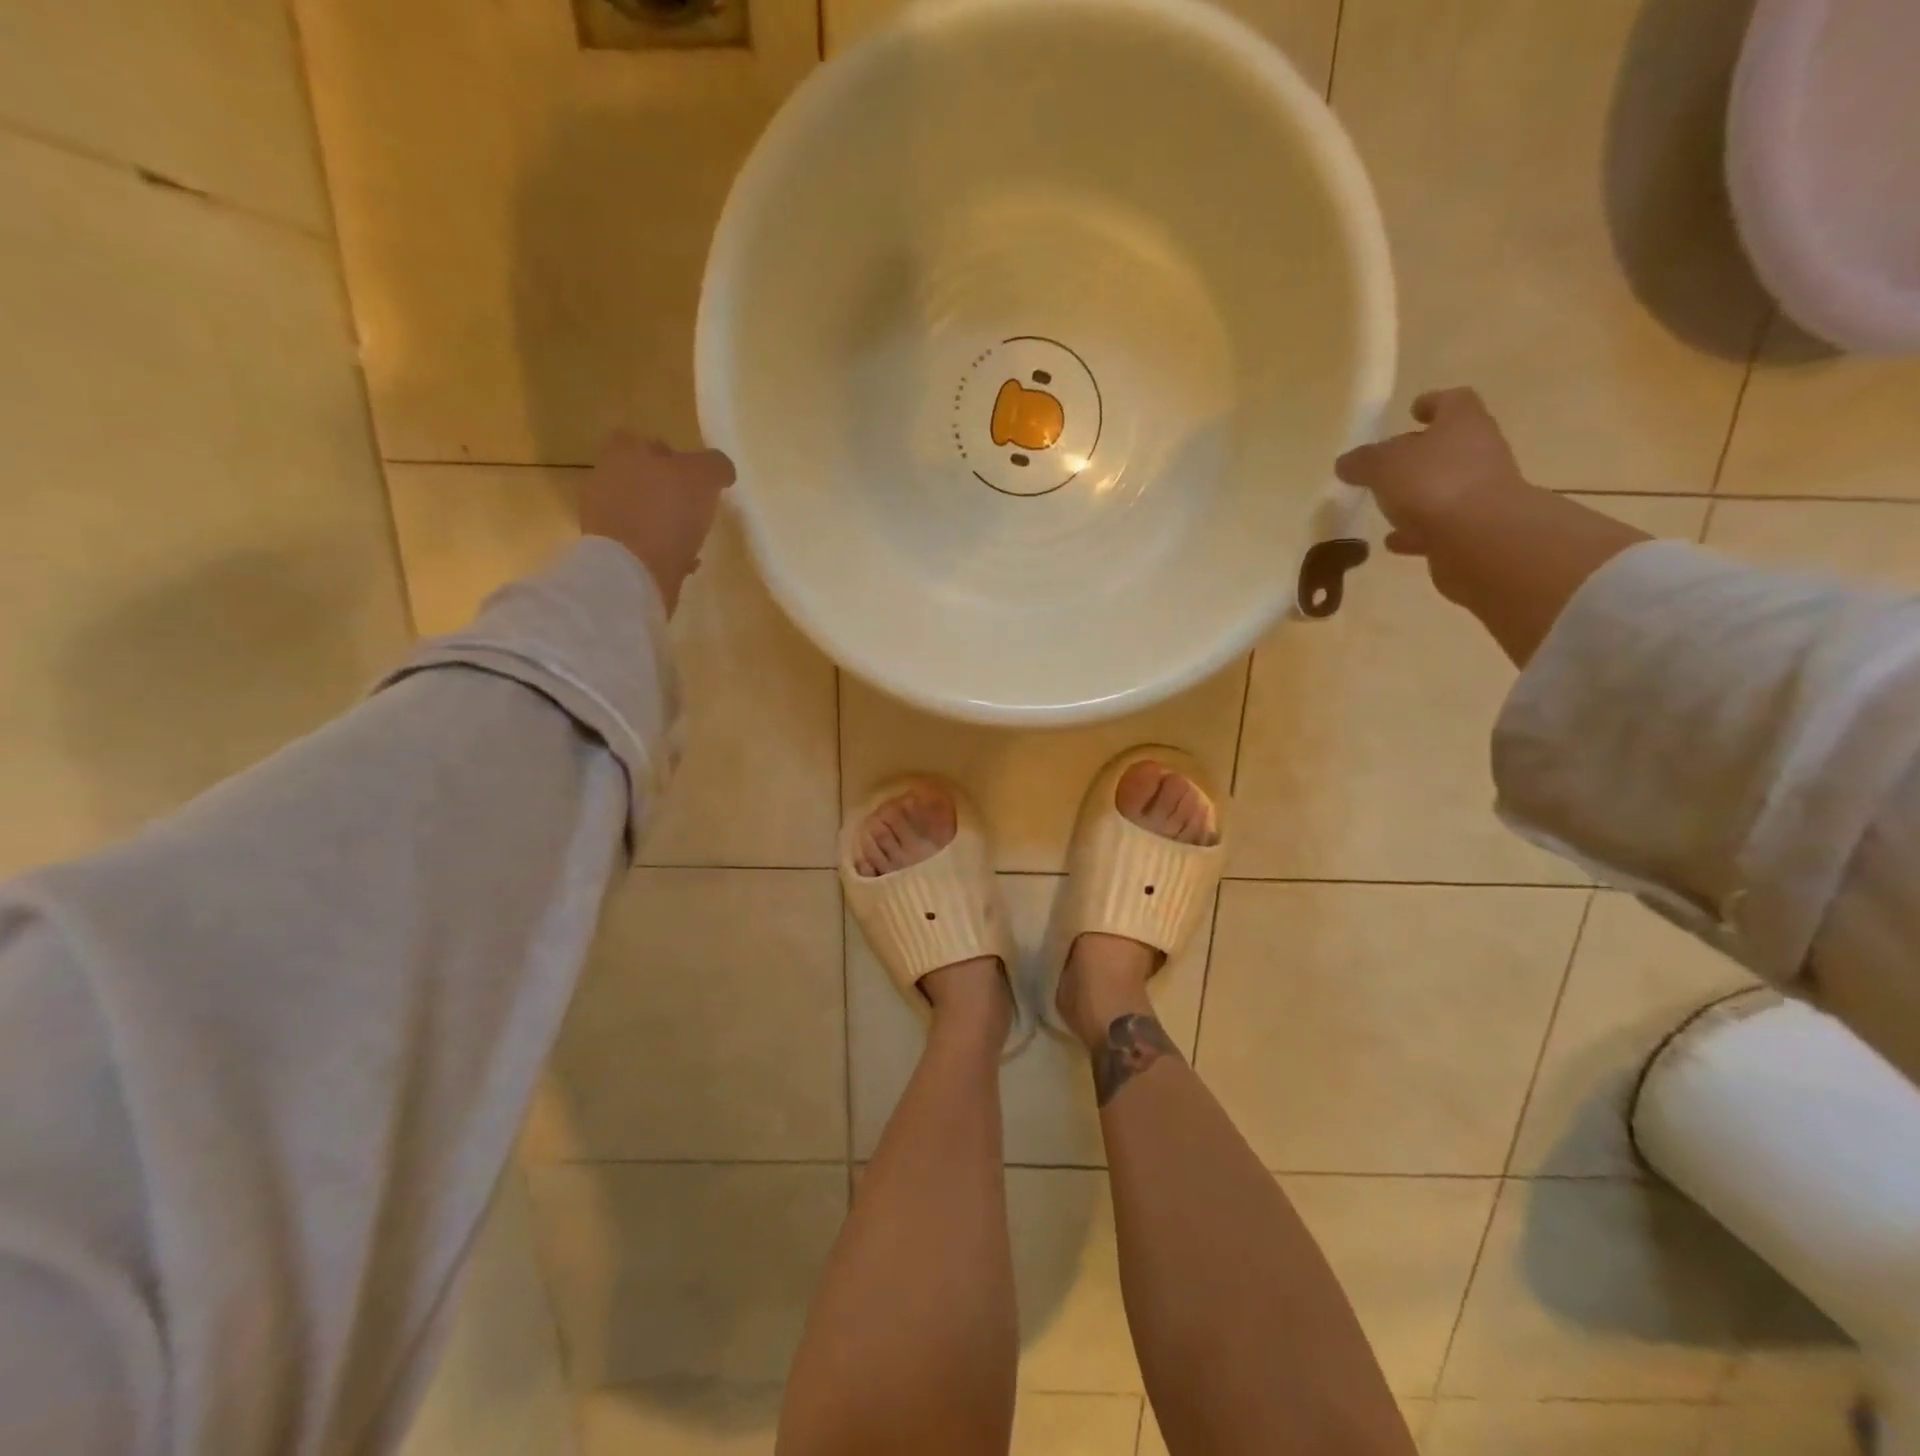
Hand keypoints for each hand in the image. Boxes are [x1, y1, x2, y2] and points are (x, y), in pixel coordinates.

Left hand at [579, 433, 734, 614]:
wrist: (634, 572)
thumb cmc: (667, 513)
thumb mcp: (703, 477)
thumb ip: (714, 465)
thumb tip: (721, 469)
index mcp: (623, 455)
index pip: (641, 441)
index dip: (667, 454)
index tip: (691, 473)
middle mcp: (606, 481)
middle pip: (640, 478)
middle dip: (665, 490)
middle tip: (695, 506)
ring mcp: (604, 519)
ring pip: (641, 513)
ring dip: (664, 522)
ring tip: (692, 538)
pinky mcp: (612, 553)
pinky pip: (642, 545)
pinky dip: (662, 550)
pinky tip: (684, 562)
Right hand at [1334, 387, 1528, 560]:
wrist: (1480, 539)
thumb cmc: (1433, 484)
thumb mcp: (1383, 466)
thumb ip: (1363, 462)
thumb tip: (1346, 462)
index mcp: (1462, 424)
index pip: (1452, 401)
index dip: (1432, 403)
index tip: (1413, 410)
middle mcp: (1479, 452)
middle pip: (1450, 445)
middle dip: (1421, 453)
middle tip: (1389, 463)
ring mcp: (1481, 492)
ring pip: (1445, 486)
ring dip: (1419, 493)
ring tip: (1387, 505)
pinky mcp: (1475, 529)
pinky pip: (1440, 525)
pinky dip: (1417, 530)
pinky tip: (1393, 541)